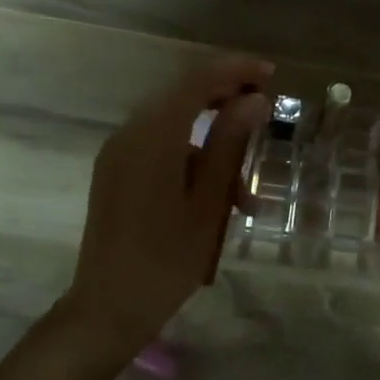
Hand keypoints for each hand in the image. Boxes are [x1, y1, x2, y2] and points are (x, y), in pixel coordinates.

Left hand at [63, 56, 272, 359]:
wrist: (108, 308)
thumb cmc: (166, 260)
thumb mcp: (209, 203)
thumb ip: (229, 144)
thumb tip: (254, 100)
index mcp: (152, 137)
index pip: (196, 81)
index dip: (234, 71)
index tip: (271, 75)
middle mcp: (129, 134)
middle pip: (182, 96)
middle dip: (224, 98)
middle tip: (263, 111)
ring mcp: (118, 153)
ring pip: (173, 125)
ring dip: (211, 140)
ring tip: (245, 191)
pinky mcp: (116, 172)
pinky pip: (158, 147)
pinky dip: (190, 158)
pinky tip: (215, 197)